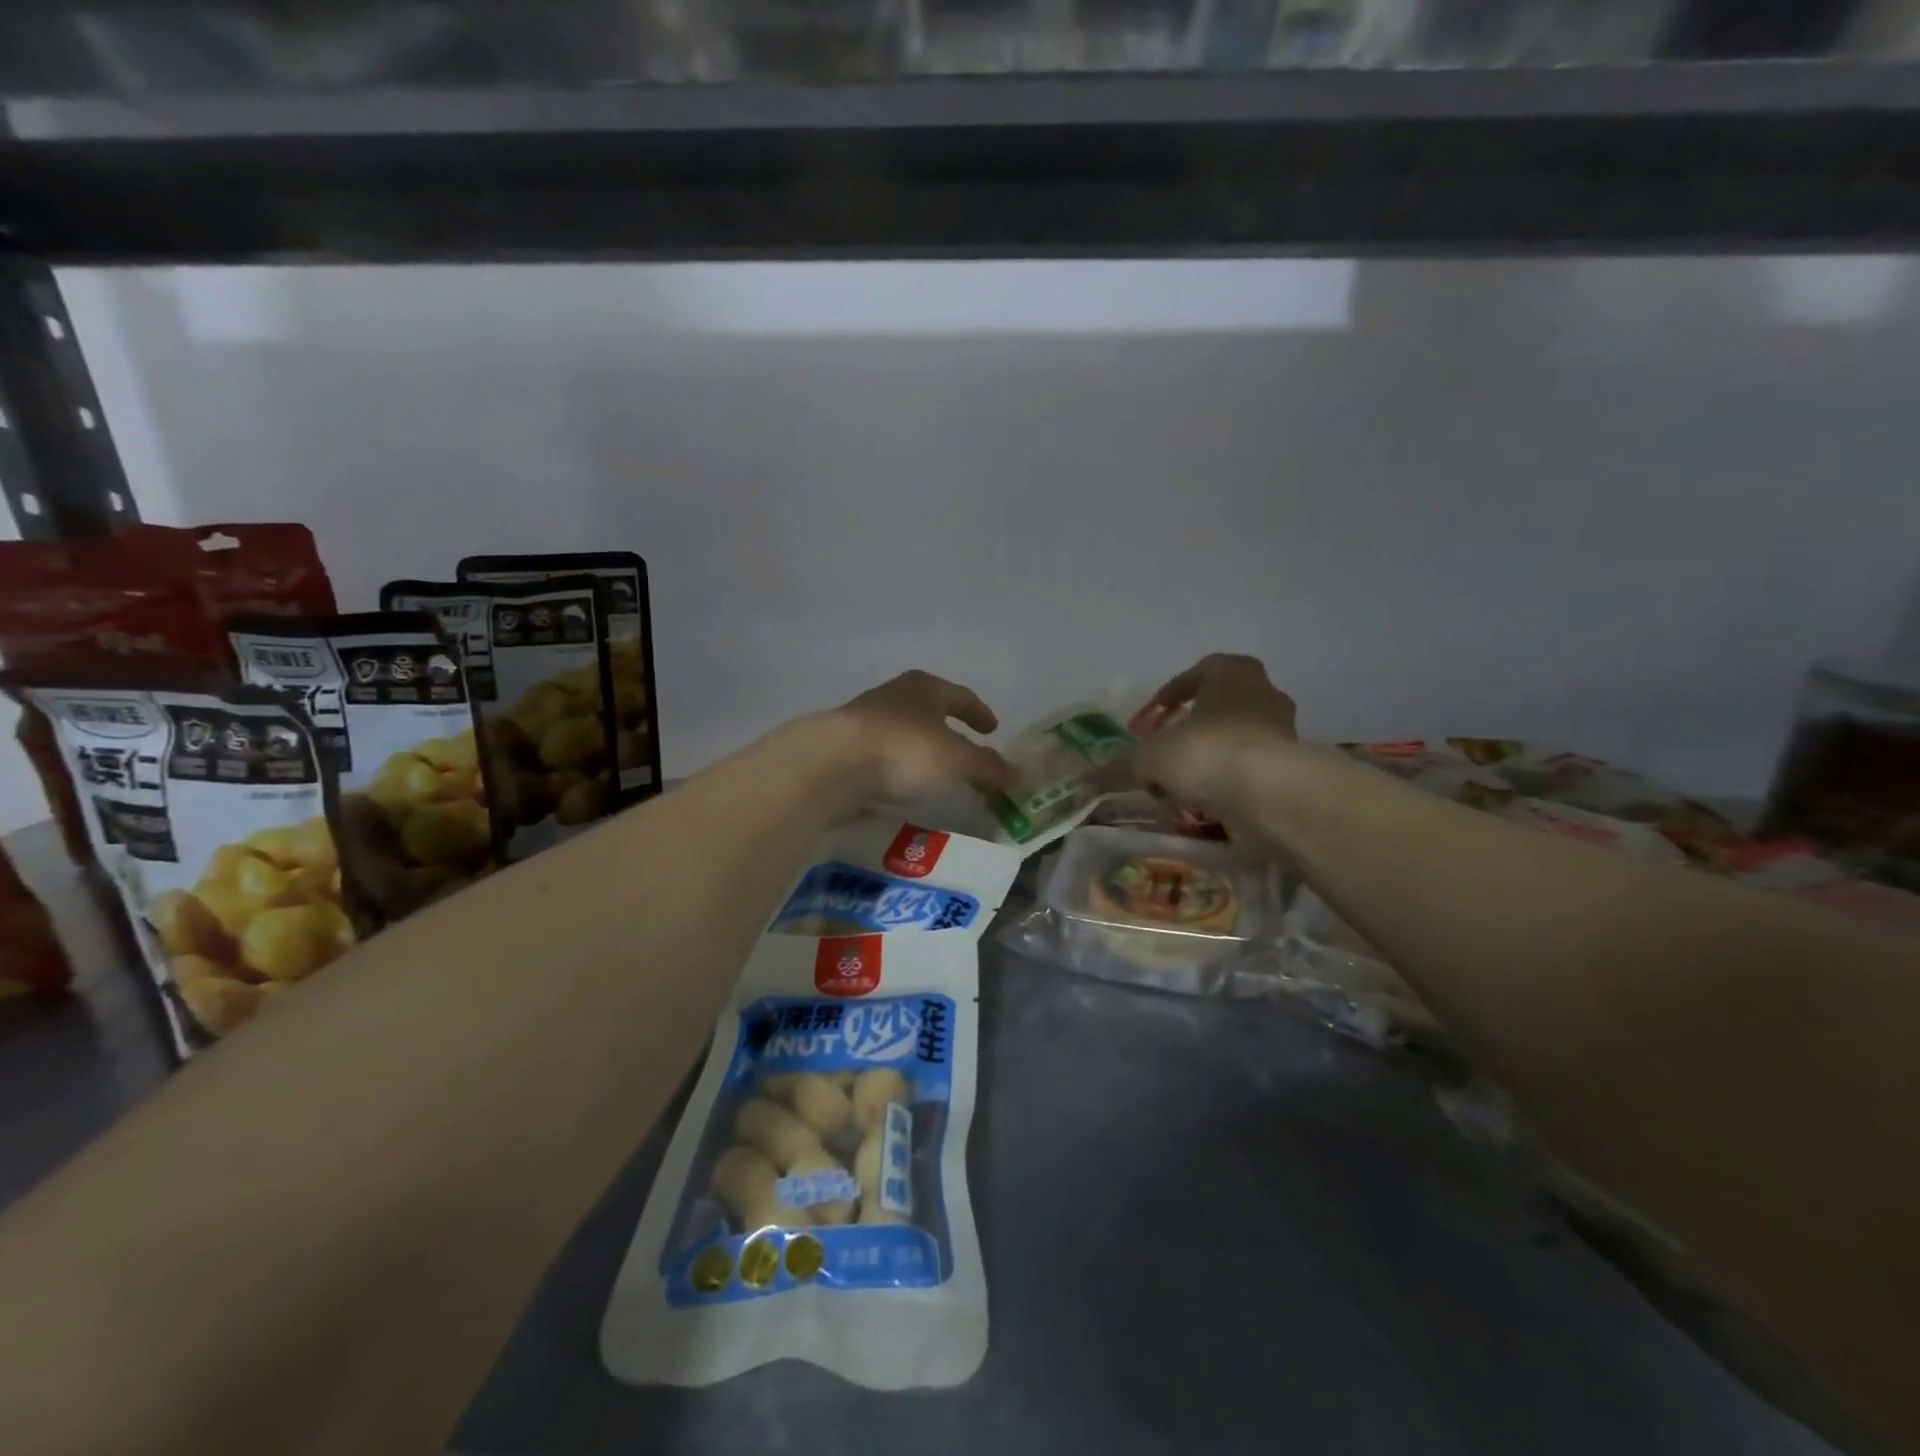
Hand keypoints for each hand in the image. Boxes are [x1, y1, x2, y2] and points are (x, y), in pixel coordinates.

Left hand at [816, 670, 1014, 808]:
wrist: (832, 764)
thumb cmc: (905, 750)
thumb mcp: (956, 761)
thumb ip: (987, 767)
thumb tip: (1018, 776)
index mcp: (925, 688)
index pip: (961, 696)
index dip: (979, 713)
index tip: (992, 729)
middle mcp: (894, 695)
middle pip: (929, 709)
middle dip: (948, 729)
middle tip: (965, 749)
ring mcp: (864, 718)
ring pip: (903, 730)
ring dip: (920, 748)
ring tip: (933, 771)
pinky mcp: (843, 745)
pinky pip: (881, 753)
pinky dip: (897, 765)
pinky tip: (900, 783)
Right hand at [1096, 654, 1297, 814]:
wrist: (1270, 795)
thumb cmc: (1207, 752)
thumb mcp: (1150, 759)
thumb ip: (1120, 768)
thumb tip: (1084, 780)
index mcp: (1231, 673)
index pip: (1194, 675)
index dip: (1165, 698)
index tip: (1146, 723)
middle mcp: (1262, 694)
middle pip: (1215, 710)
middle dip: (1186, 733)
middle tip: (1162, 754)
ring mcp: (1282, 732)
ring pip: (1231, 743)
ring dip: (1204, 762)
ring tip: (1176, 788)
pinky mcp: (1290, 770)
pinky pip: (1247, 772)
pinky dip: (1224, 786)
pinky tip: (1201, 807)